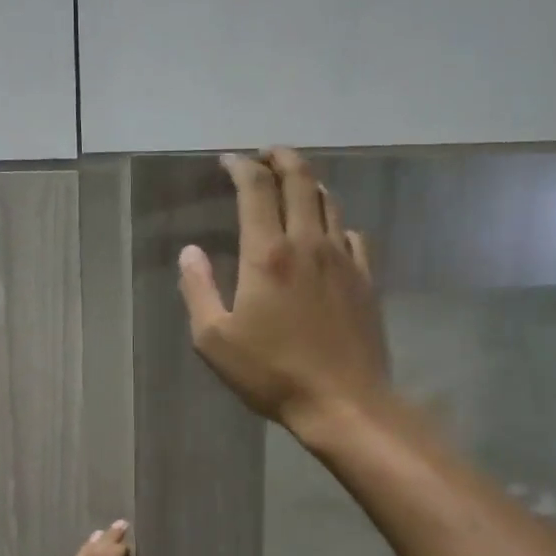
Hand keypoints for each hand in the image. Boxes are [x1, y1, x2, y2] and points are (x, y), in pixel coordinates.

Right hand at [178, 148, 391, 437]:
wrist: (343, 401)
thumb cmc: (271, 373)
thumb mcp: (214, 340)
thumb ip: (198, 289)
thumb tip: (190, 252)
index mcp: (268, 254)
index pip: (256, 189)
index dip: (241, 166)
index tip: (228, 161)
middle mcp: (309, 243)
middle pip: (300, 180)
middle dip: (280, 158)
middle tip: (265, 154)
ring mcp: (343, 259)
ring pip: (329, 202)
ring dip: (308, 183)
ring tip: (293, 182)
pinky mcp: (365, 279)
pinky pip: (352, 234)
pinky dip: (335, 221)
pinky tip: (328, 232)